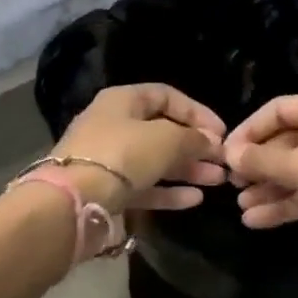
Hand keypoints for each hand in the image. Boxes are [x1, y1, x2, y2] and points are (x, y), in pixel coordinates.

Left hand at [52, 84, 227, 212]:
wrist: (75, 201)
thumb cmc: (122, 155)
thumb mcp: (166, 139)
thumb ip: (194, 138)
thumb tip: (211, 141)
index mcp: (122, 101)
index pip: (166, 96)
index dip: (196, 111)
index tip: (221, 132)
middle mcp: (113, 126)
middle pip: (162, 131)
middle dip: (195, 146)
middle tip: (222, 161)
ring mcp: (108, 161)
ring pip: (155, 162)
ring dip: (187, 170)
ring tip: (217, 180)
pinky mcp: (107, 191)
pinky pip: (144, 187)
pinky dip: (169, 192)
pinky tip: (195, 199)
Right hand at [223, 92, 297, 237]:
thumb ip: (264, 160)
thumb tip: (230, 154)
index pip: (282, 108)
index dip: (250, 129)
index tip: (225, 153)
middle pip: (292, 140)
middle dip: (261, 164)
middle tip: (231, 183)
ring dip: (271, 187)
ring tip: (241, 207)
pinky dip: (290, 203)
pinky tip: (259, 221)